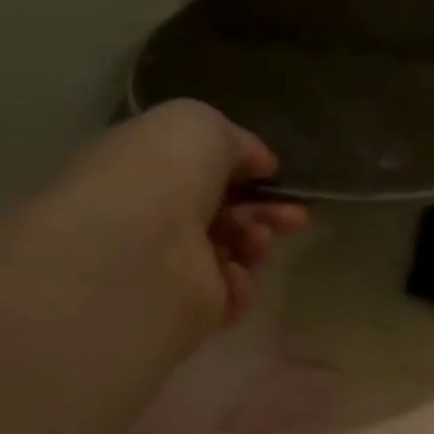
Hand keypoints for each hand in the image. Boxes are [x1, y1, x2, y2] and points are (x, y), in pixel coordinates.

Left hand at [52, 100, 307, 330]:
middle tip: (294, 215)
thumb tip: (260, 163)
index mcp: (145, 167)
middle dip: (265, 211)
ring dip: (256, 242)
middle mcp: (153, 215)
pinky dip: (240, 284)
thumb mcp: (200, 125)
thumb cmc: (161, 175)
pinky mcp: (186, 308)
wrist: (139, 252)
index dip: (241, 169)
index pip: (200, 168)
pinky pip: (230, 294)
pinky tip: (233, 275)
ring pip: (233, 251)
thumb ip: (236, 140)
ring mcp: (168, 264)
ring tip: (257, 241)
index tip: (273, 172)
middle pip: (224, 212)